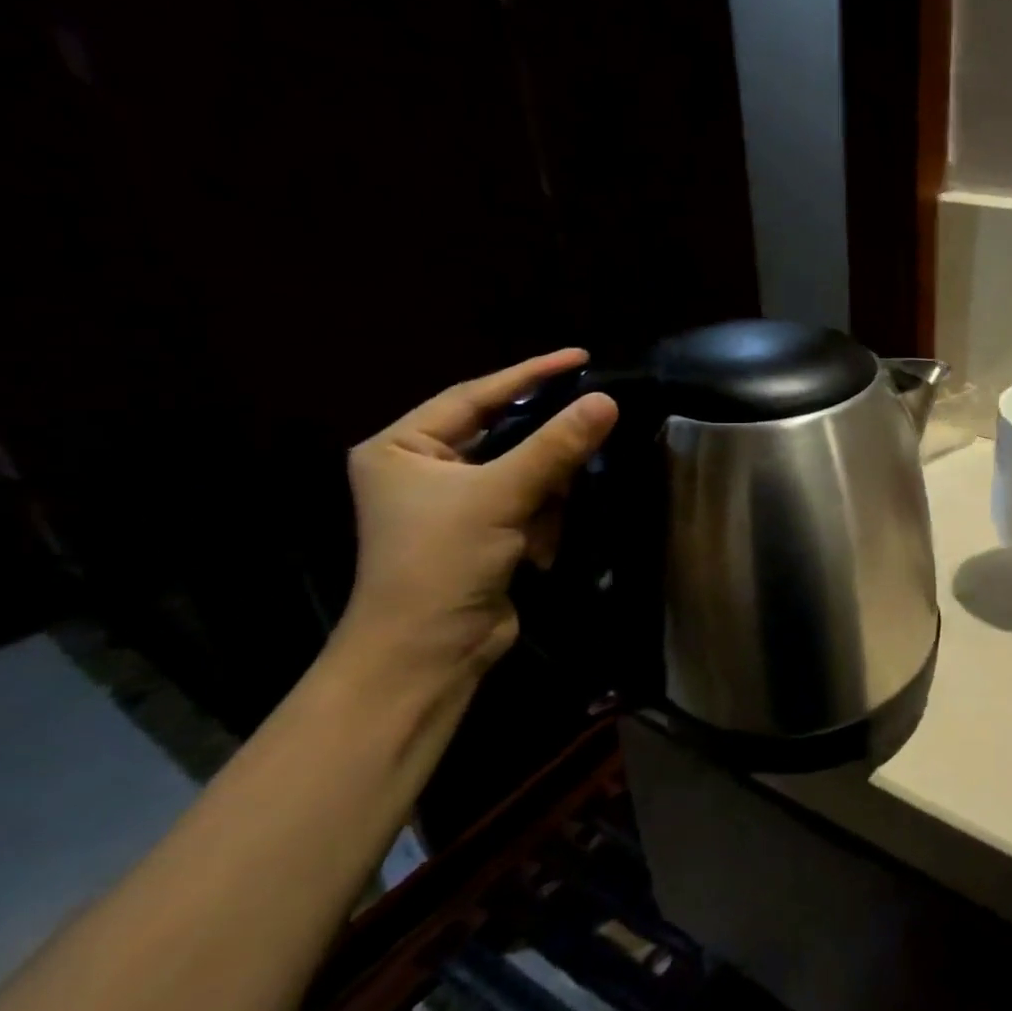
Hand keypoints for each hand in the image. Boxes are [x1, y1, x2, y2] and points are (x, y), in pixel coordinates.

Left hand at [339, 349, 617, 674]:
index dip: (530, 375)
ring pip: (525, 472)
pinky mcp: (483, 533)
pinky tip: (535, 550)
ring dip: (544, 496)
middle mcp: (424, 468)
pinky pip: (529, 504)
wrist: (429, 653)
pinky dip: (542, 521)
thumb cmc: (442, 562)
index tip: (581, 357)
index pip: (475, 395)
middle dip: (542, 452)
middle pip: (504, 435)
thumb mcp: (500, 495)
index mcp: (403, 447)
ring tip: (541, 525)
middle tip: (588, 435)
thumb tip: (608, 400)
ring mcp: (455, 503)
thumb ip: (555, 446)